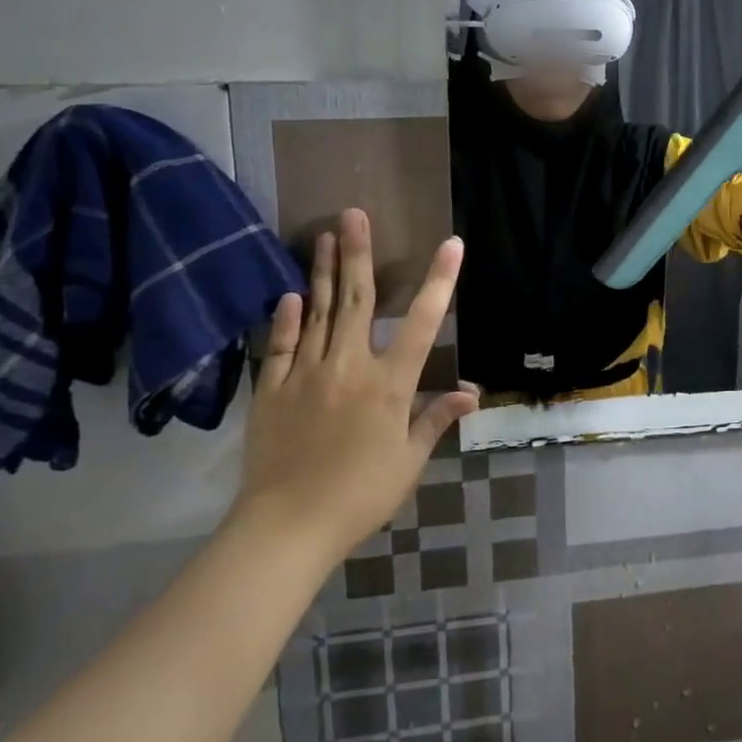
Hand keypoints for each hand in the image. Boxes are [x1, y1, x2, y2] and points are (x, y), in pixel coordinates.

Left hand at [233, 211, 475, 566]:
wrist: (286, 527)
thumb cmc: (359, 495)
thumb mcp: (408, 461)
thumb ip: (435, 419)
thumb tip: (470, 393)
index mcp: (389, 383)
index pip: (421, 322)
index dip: (439, 280)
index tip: (451, 244)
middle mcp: (349, 366)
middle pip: (356, 300)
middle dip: (358, 253)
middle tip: (354, 214)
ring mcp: (306, 374)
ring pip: (318, 312)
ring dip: (323, 272)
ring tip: (324, 236)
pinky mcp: (272, 390)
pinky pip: (280, 346)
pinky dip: (286, 319)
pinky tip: (290, 294)